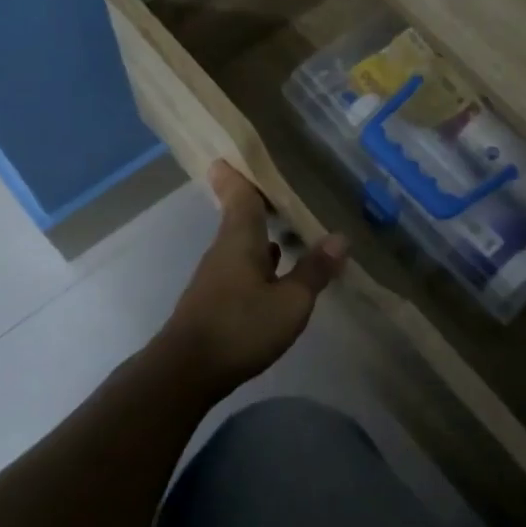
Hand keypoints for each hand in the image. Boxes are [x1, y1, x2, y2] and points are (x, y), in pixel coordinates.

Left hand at [156, 161, 347, 394]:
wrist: (186, 372)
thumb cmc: (240, 327)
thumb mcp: (290, 302)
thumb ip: (314, 271)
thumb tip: (340, 238)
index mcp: (240, 240)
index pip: (239, 196)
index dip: (238, 175)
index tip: (234, 154)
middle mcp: (224, 251)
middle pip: (239, 218)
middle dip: (257, 204)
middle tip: (280, 189)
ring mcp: (215, 277)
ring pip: (241, 245)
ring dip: (261, 235)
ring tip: (287, 229)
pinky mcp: (213, 301)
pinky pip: (240, 268)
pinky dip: (258, 262)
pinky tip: (274, 273)